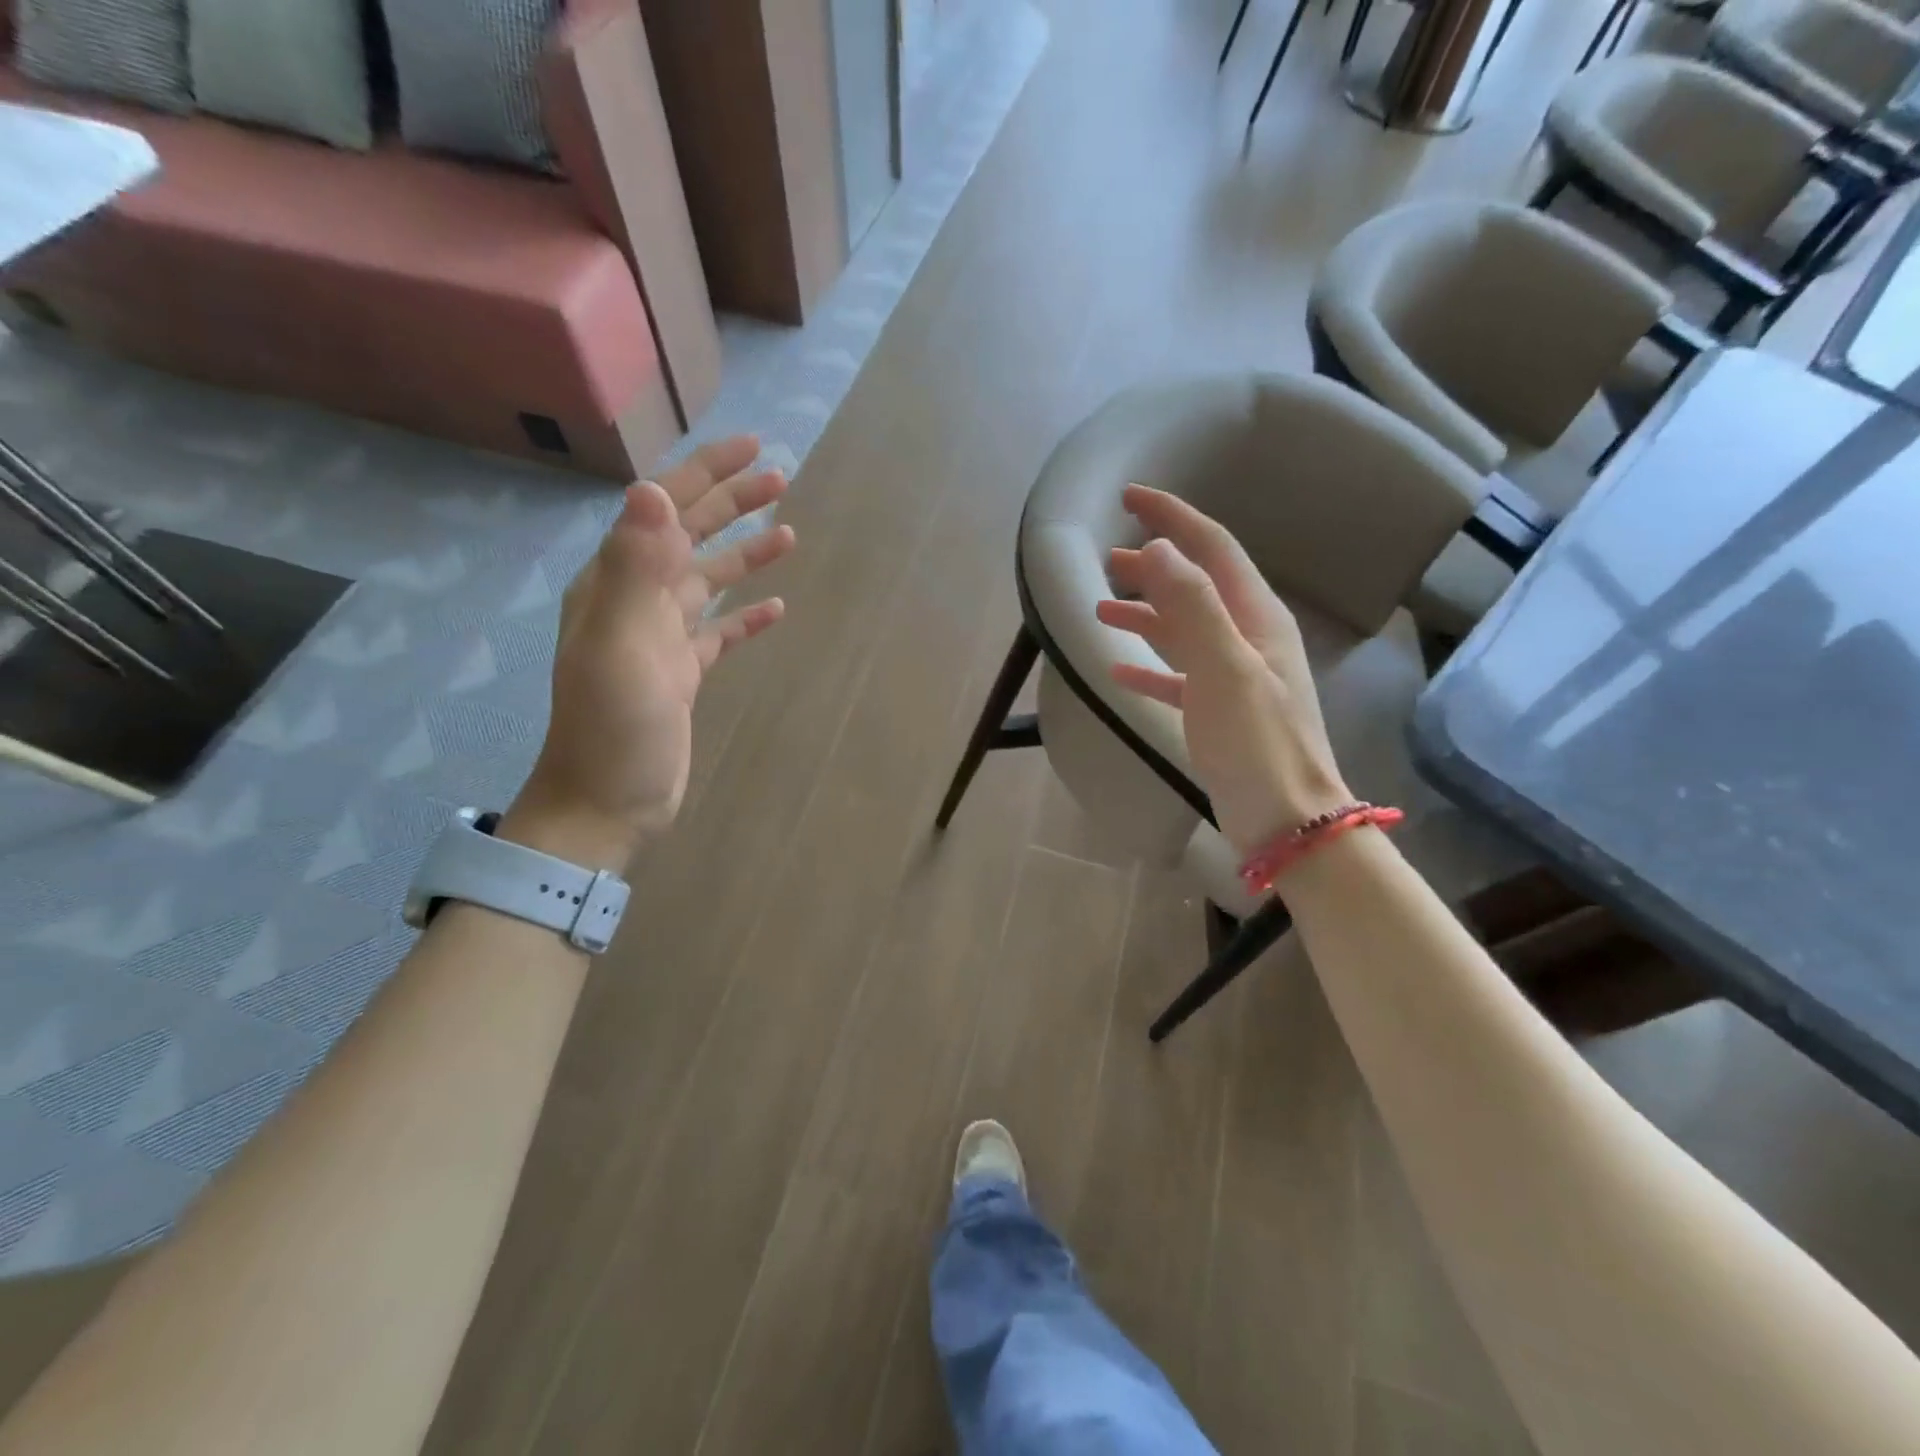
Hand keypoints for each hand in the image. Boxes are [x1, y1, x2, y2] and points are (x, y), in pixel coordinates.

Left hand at [504, 437, 794, 868]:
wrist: (606, 801)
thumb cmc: (613, 726)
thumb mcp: (621, 644)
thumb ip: (635, 567)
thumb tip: (652, 488)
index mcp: (617, 583)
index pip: (663, 509)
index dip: (706, 474)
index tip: (752, 447)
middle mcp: (637, 600)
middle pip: (689, 537)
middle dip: (732, 504)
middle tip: (781, 479)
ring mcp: (661, 638)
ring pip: (708, 582)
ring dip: (745, 555)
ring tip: (790, 535)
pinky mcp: (683, 673)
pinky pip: (719, 632)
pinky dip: (745, 617)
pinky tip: (775, 609)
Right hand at [1094, 485, 1348, 856]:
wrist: (1288, 820)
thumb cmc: (1256, 742)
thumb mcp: (1224, 667)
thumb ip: (1192, 605)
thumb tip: (1157, 550)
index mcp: (1256, 617)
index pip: (1212, 548)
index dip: (1173, 518)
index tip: (1132, 497)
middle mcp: (1249, 638)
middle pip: (1196, 585)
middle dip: (1152, 566)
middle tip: (1106, 557)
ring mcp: (1236, 677)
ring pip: (1184, 629)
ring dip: (1145, 614)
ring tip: (1100, 609)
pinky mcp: (1221, 713)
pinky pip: (1179, 676)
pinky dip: (1150, 666)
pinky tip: (1119, 670)